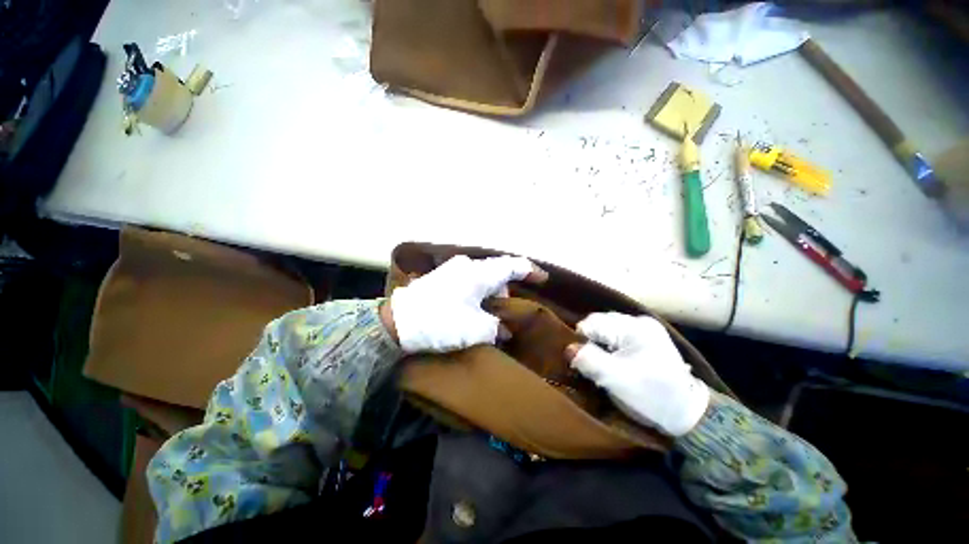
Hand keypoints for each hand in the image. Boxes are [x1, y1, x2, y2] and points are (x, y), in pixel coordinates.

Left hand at [388, 255, 547, 352]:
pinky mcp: (442, 278)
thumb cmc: (441, 322)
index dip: (530, 271)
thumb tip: (503, 329)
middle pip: (496, 273)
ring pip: (482, 278)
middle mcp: (467, 266)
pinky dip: (477, 293)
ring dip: (490, 294)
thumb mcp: (476, 330)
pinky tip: (473, 308)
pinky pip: (469, 281)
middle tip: (508, 310)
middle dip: (506, 290)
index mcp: (478, 274)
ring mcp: (452, 270)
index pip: (511, 267)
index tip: (543, 279)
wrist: (397, 322)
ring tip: (488, 314)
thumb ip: (496, 328)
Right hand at [565, 312, 709, 436]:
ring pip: (606, 329)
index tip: (582, 361)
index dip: (581, 340)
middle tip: (591, 364)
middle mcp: (639, 321)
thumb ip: (590, 361)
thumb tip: (567, 349)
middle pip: (600, 323)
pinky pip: (616, 335)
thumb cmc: (651, 396)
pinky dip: (608, 347)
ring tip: (602, 363)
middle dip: (590, 342)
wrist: (686, 413)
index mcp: (635, 327)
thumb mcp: (616, 380)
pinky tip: (612, 361)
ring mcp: (643, 328)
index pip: (593, 323)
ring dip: (599, 345)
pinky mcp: (645, 337)